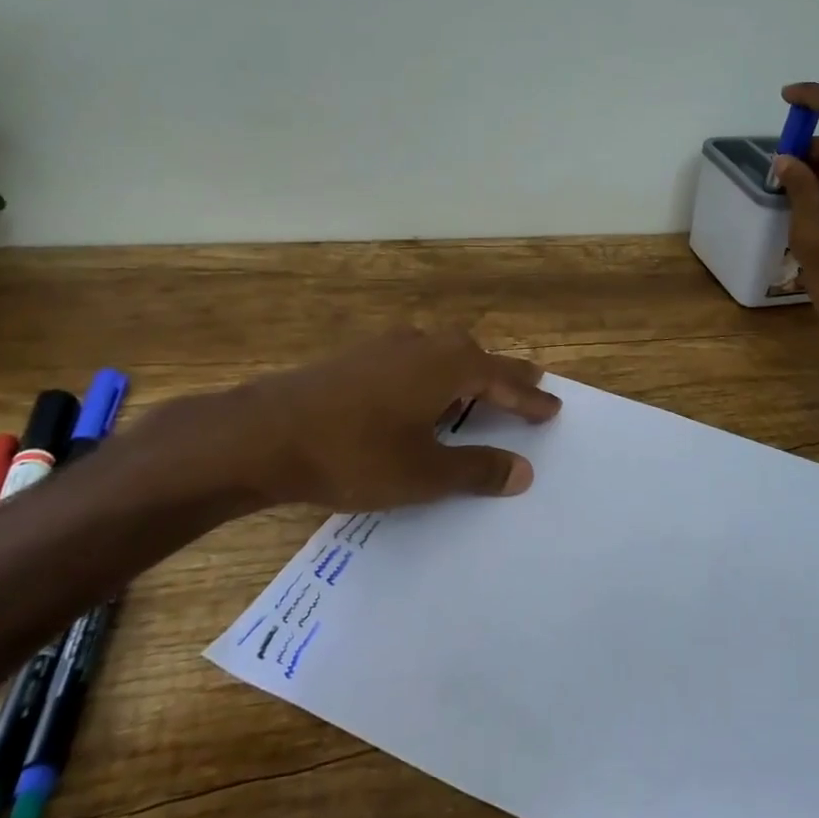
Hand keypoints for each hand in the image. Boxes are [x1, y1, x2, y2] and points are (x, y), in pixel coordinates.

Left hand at [136, 327, 561, 516]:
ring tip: (479, 390)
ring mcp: (387, 345)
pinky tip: (420, 393)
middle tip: (530, 384)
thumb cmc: (355, 454)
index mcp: (450, 366)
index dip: (531, 399)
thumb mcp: (425, 473)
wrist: (264, 434)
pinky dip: (433, 374)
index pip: (505, 381)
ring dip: (468, 372)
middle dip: (505, 375)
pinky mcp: (357, 356)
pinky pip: (414, 359)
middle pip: (478, 357)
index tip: (554, 409)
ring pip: (443, 353)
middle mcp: (425, 344)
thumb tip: (524, 471)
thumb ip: (478, 469)